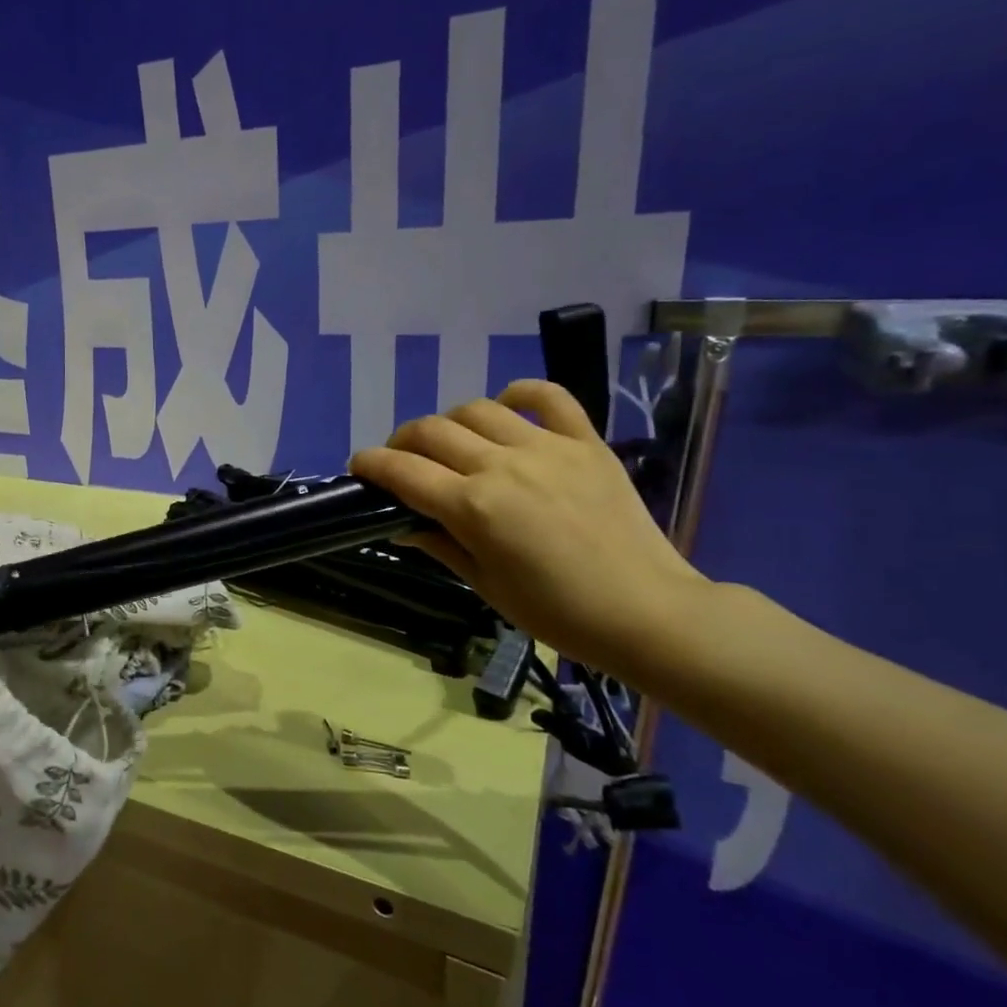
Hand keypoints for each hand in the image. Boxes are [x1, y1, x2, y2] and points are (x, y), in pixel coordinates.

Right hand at [349, 380, 710, 676]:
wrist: (647, 612)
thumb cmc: (556, 612)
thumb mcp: (484, 584)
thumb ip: (438, 543)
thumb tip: (402, 522)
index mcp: (473, 507)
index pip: (402, 471)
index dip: (371, 464)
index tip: (358, 467)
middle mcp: (502, 466)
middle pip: (431, 431)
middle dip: (402, 442)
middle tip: (401, 461)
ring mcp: (547, 448)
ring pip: (477, 410)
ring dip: (450, 422)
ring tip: (451, 444)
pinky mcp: (586, 442)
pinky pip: (549, 397)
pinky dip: (520, 393)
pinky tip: (506, 406)